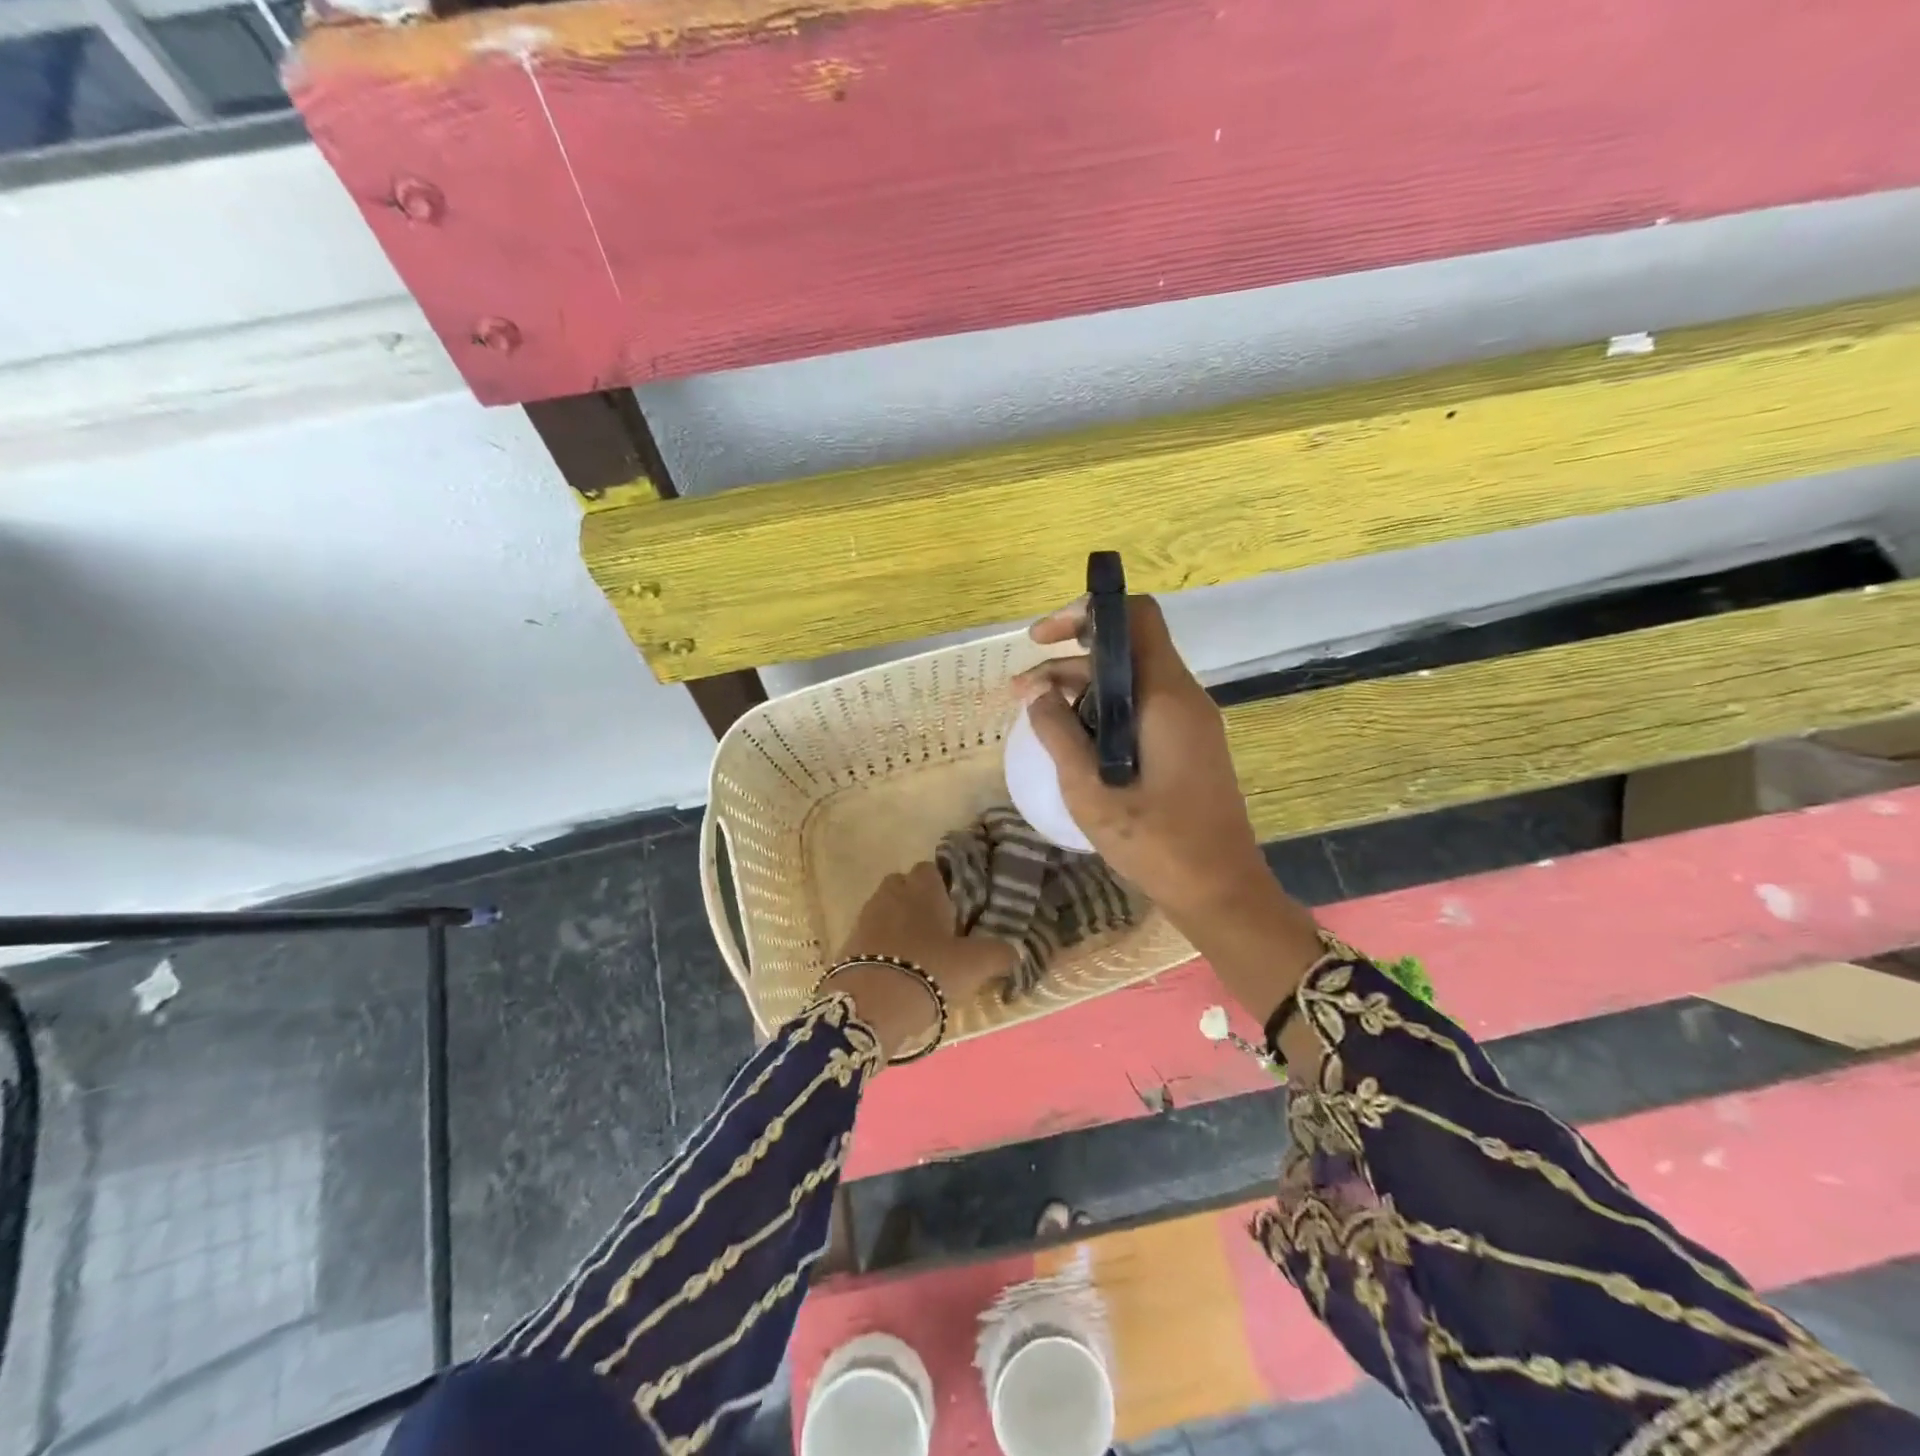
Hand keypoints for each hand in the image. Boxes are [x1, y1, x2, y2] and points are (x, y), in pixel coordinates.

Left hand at [824, 862, 1015, 1059]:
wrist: (871, 1004)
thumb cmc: (929, 970)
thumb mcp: (975, 965)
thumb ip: (998, 953)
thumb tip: (1015, 951)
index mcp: (922, 889)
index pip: (930, 870)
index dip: (942, 887)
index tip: (955, 910)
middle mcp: (891, 894)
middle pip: (903, 887)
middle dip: (917, 903)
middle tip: (936, 931)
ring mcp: (865, 917)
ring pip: (886, 910)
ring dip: (898, 925)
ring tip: (917, 954)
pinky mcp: (848, 943)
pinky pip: (870, 936)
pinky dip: (881, 947)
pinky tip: (895, 971)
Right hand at [1012, 596, 1276, 933]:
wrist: (1221, 892)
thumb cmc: (1157, 843)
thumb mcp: (1090, 790)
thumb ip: (1058, 734)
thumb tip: (1036, 693)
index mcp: (1165, 696)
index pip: (1135, 618)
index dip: (1087, 613)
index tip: (1044, 638)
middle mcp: (1182, 698)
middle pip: (1125, 651)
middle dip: (1068, 661)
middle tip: (1022, 691)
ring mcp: (1188, 723)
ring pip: (1129, 683)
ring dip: (1081, 691)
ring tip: (1035, 716)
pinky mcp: (1186, 746)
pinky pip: (1140, 710)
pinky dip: (1102, 714)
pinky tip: (1071, 740)